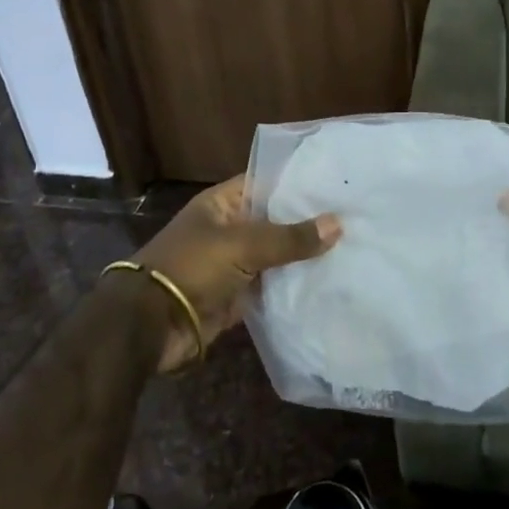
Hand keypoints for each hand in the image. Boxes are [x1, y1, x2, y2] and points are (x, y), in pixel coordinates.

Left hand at [130, 176, 340, 372]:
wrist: (152, 325)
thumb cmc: (192, 267)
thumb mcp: (241, 245)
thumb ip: (288, 238)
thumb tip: (337, 224)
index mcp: (223, 204)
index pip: (266, 183)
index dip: (297, 183)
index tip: (336, 183)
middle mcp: (229, 230)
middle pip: (275, 222)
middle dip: (309, 223)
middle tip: (356, 218)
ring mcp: (234, 265)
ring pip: (277, 257)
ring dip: (305, 258)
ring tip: (353, 249)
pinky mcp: (239, 298)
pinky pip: (272, 288)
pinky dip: (295, 288)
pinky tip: (330, 284)